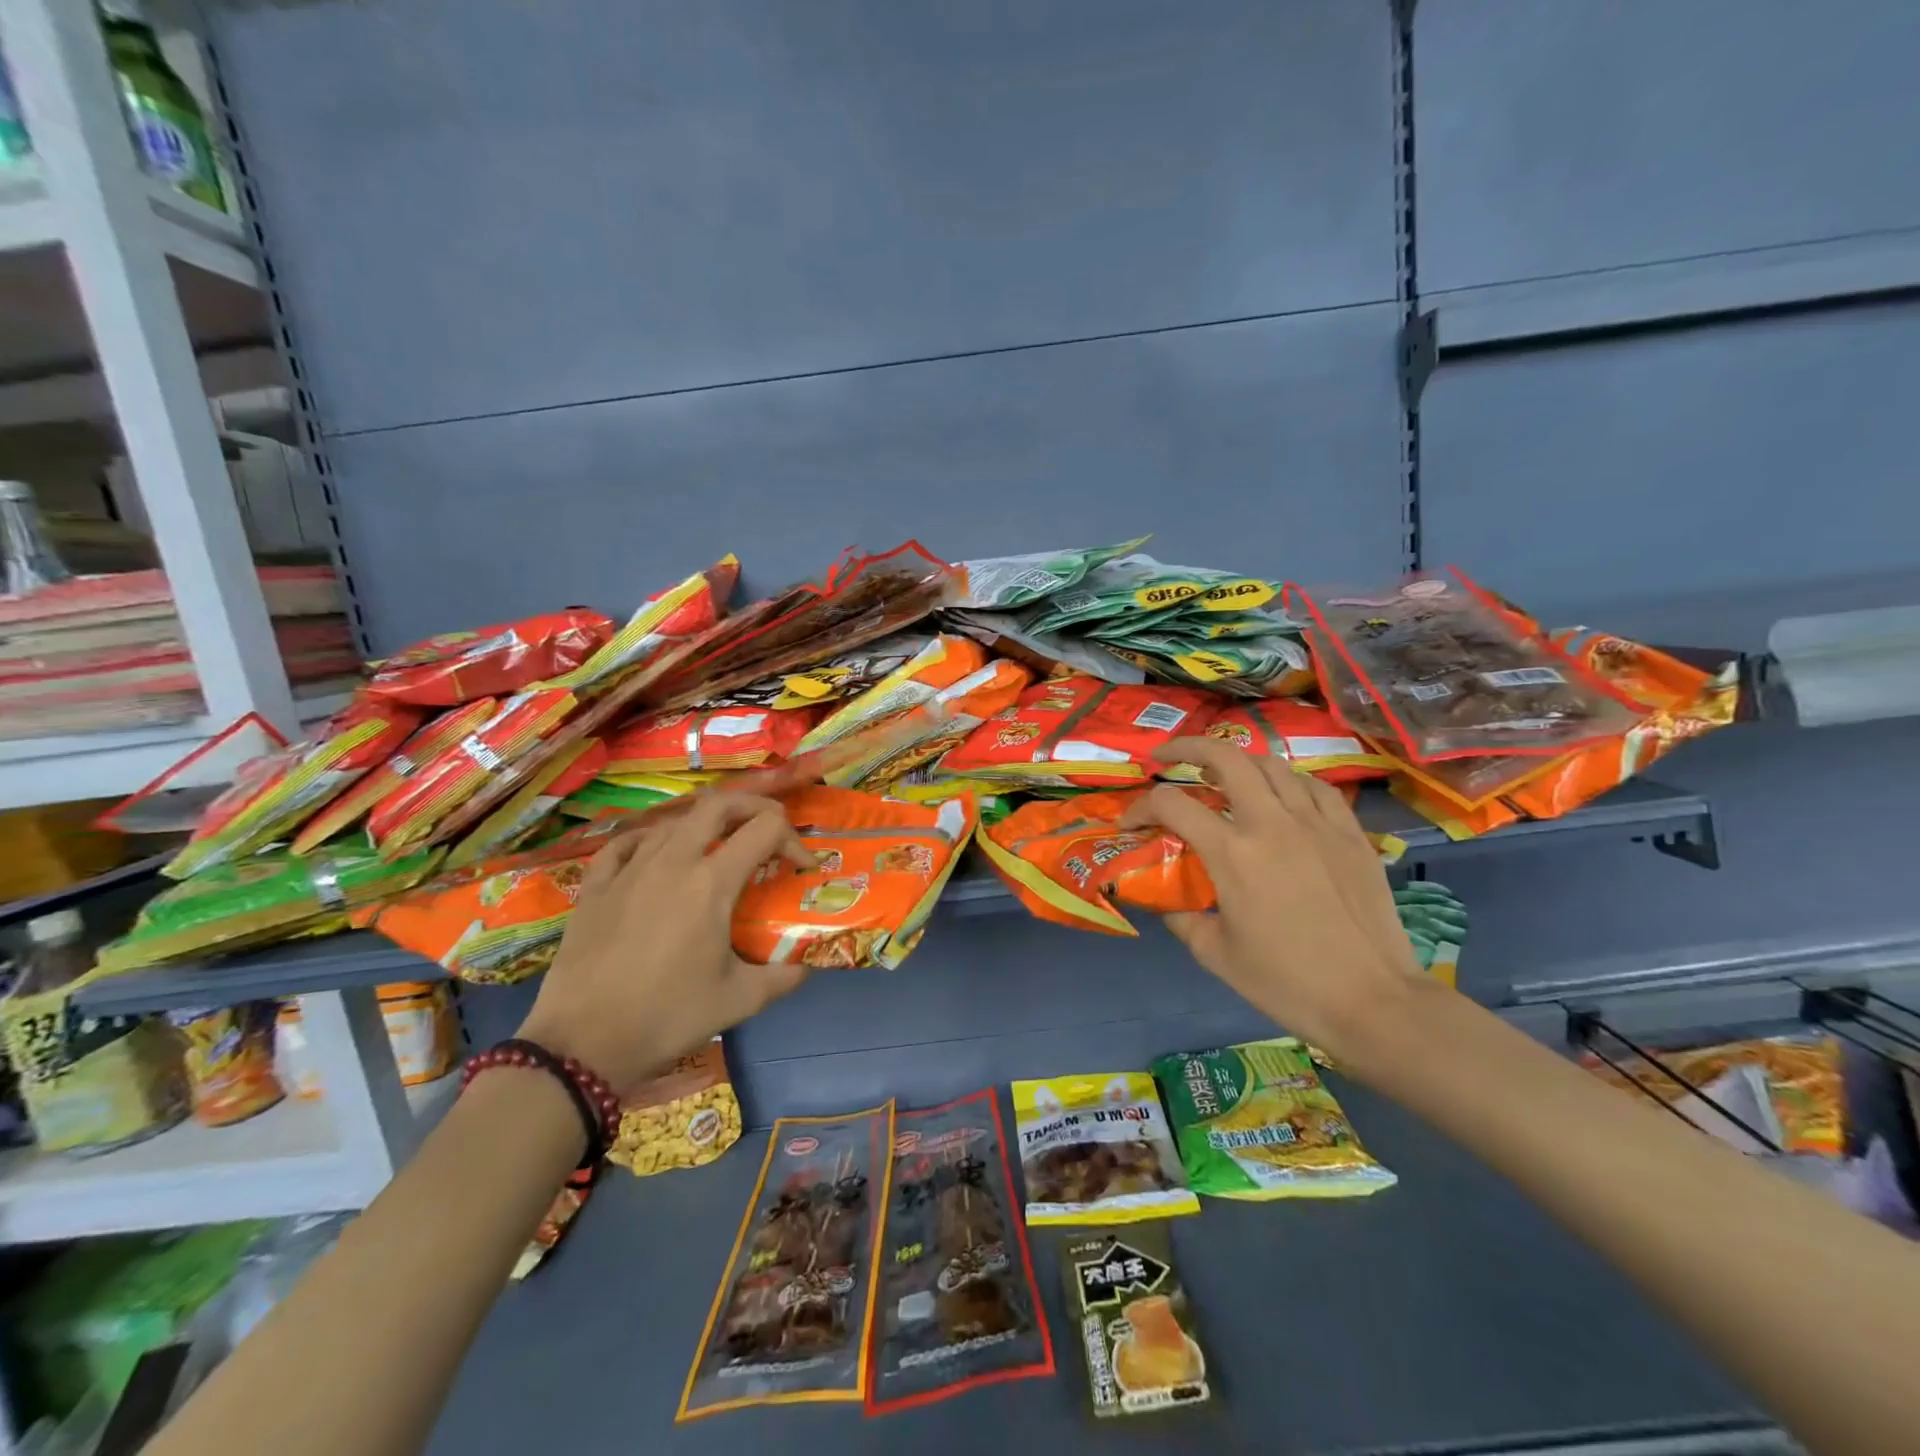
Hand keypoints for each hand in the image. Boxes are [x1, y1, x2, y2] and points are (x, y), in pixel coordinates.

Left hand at [516, 793, 815, 1095]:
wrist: (582, 1044)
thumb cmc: (667, 1017)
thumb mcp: (738, 1001)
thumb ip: (781, 977)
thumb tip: (805, 967)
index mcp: (712, 882)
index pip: (765, 829)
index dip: (793, 840)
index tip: (800, 869)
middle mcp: (673, 861)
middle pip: (719, 804)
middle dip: (753, 806)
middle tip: (767, 830)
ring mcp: (629, 869)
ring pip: (674, 821)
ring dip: (705, 825)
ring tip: (718, 849)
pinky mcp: (595, 886)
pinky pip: (626, 843)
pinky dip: (650, 840)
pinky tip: (655, 854)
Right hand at [1121, 737, 1424, 1058]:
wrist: (1374, 1002)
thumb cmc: (1288, 984)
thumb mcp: (1217, 955)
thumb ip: (1182, 919)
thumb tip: (1163, 902)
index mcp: (1233, 854)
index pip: (1171, 804)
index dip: (1139, 807)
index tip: (1129, 824)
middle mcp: (1271, 824)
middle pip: (1225, 757)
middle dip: (1187, 748)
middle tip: (1167, 757)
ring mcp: (1316, 823)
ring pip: (1272, 764)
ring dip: (1238, 762)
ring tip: (1223, 775)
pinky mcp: (1350, 833)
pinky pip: (1315, 787)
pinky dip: (1288, 782)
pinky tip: (1281, 796)